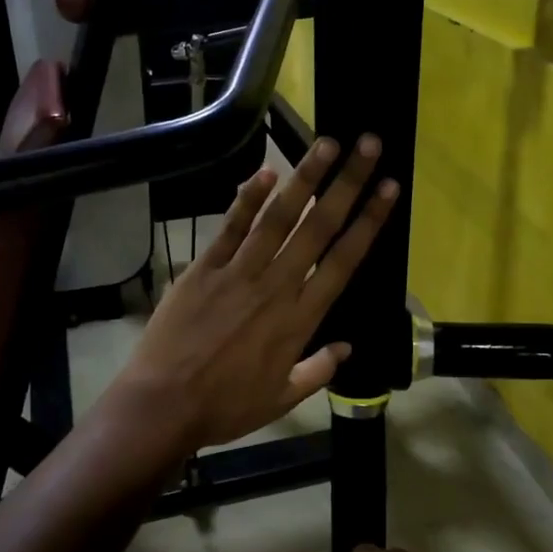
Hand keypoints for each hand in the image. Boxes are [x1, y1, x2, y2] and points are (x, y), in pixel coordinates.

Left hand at [110, 134, 397, 452]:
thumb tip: (347, 348)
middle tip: (368, 146)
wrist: (164, 405)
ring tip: (326, 144)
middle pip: (319, 227)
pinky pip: (230, 227)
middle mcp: (276, 286)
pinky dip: (248, 199)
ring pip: (278, 218)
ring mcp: (239, 272)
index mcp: (300, 318)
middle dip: (347, 184)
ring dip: (304, 178)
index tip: (388, 189)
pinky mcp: (204, 268)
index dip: (369, 222)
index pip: (343, 260)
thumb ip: (317, 370)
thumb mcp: (281, 398)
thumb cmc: (225, 407)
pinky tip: (266, 171)